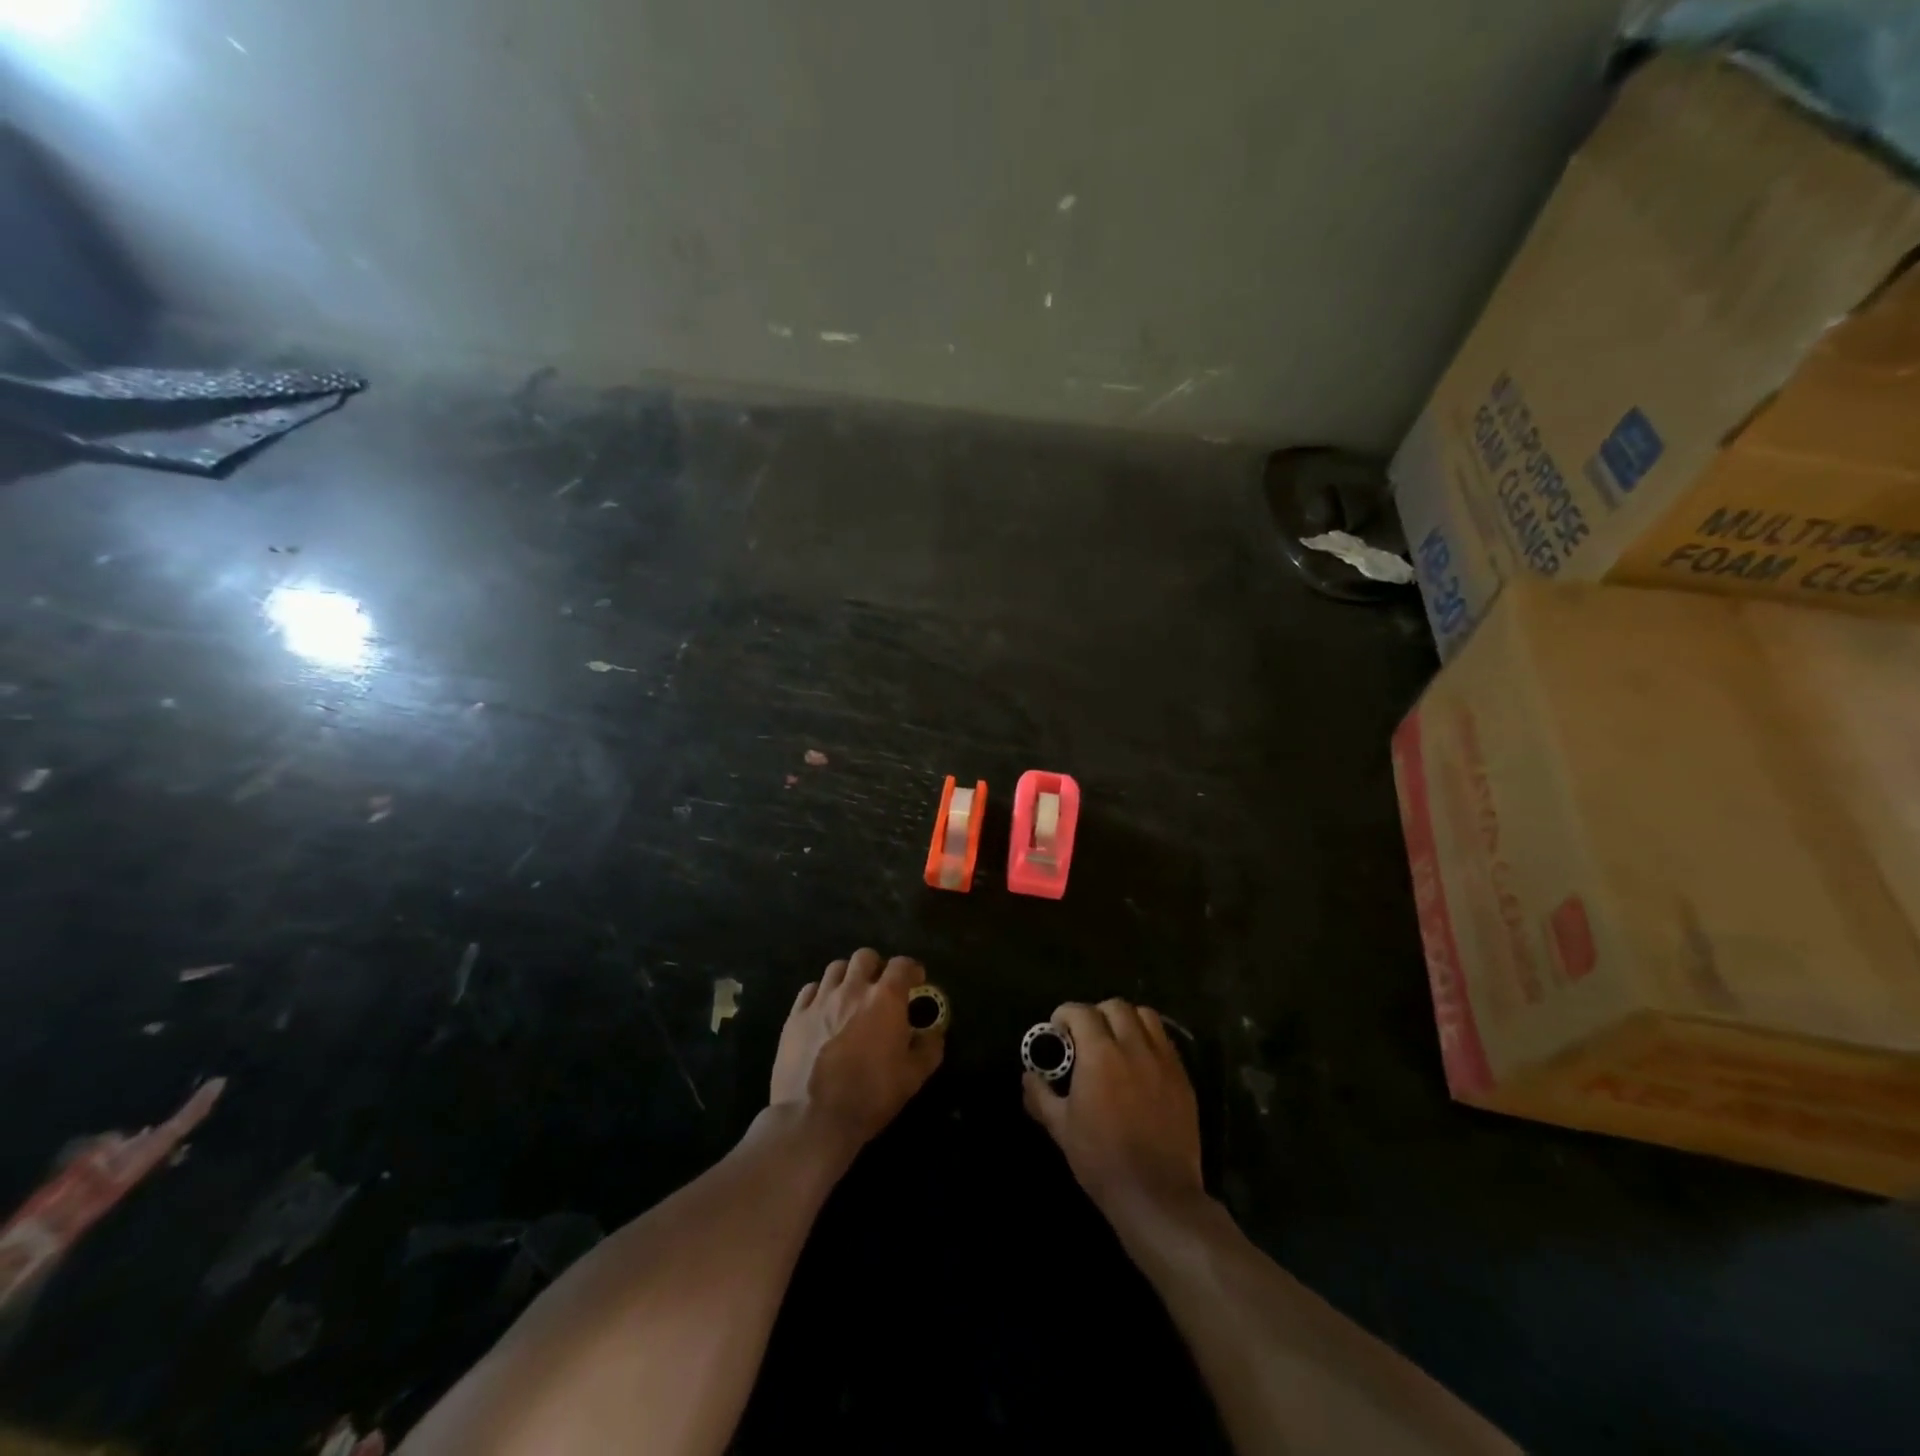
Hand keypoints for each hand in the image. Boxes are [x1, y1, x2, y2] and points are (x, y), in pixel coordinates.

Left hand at [770, 949, 943, 1153]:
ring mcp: (820, 1000)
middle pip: (865, 956)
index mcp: (885, 999)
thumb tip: (934, 1033)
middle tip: (880, 988)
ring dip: (848, 976)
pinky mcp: (795, 1015)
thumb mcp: (913, 1077)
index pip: (902, 965)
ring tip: (851, 996)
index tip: (916, 981)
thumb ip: (929, 1048)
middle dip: (877, 967)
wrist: (813, 1119)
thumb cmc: (870, 1096)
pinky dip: (821, 993)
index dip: (911, 969)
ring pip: (836, 968)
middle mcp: (852, 989)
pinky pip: (810, 989)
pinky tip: (823, 1011)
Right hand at [1023, 999, 1202, 1218]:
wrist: (1156, 1194)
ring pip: (1146, 1016)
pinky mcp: (1183, 1078)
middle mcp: (1133, 1047)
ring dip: (1126, 1020)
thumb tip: (1028, 1076)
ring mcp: (1163, 1060)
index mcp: (1100, 1054)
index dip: (1065, 1014)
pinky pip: (1166, 1042)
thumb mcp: (1060, 1128)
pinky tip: (1140, 1063)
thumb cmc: (1101, 1159)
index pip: (1081, 1012)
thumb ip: (1040, 1095)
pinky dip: (1149, 1040)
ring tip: (1117, 1041)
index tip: (1058, 1029)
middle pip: (1115, 1007)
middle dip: (1096, 1013)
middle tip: (1086, 1035)